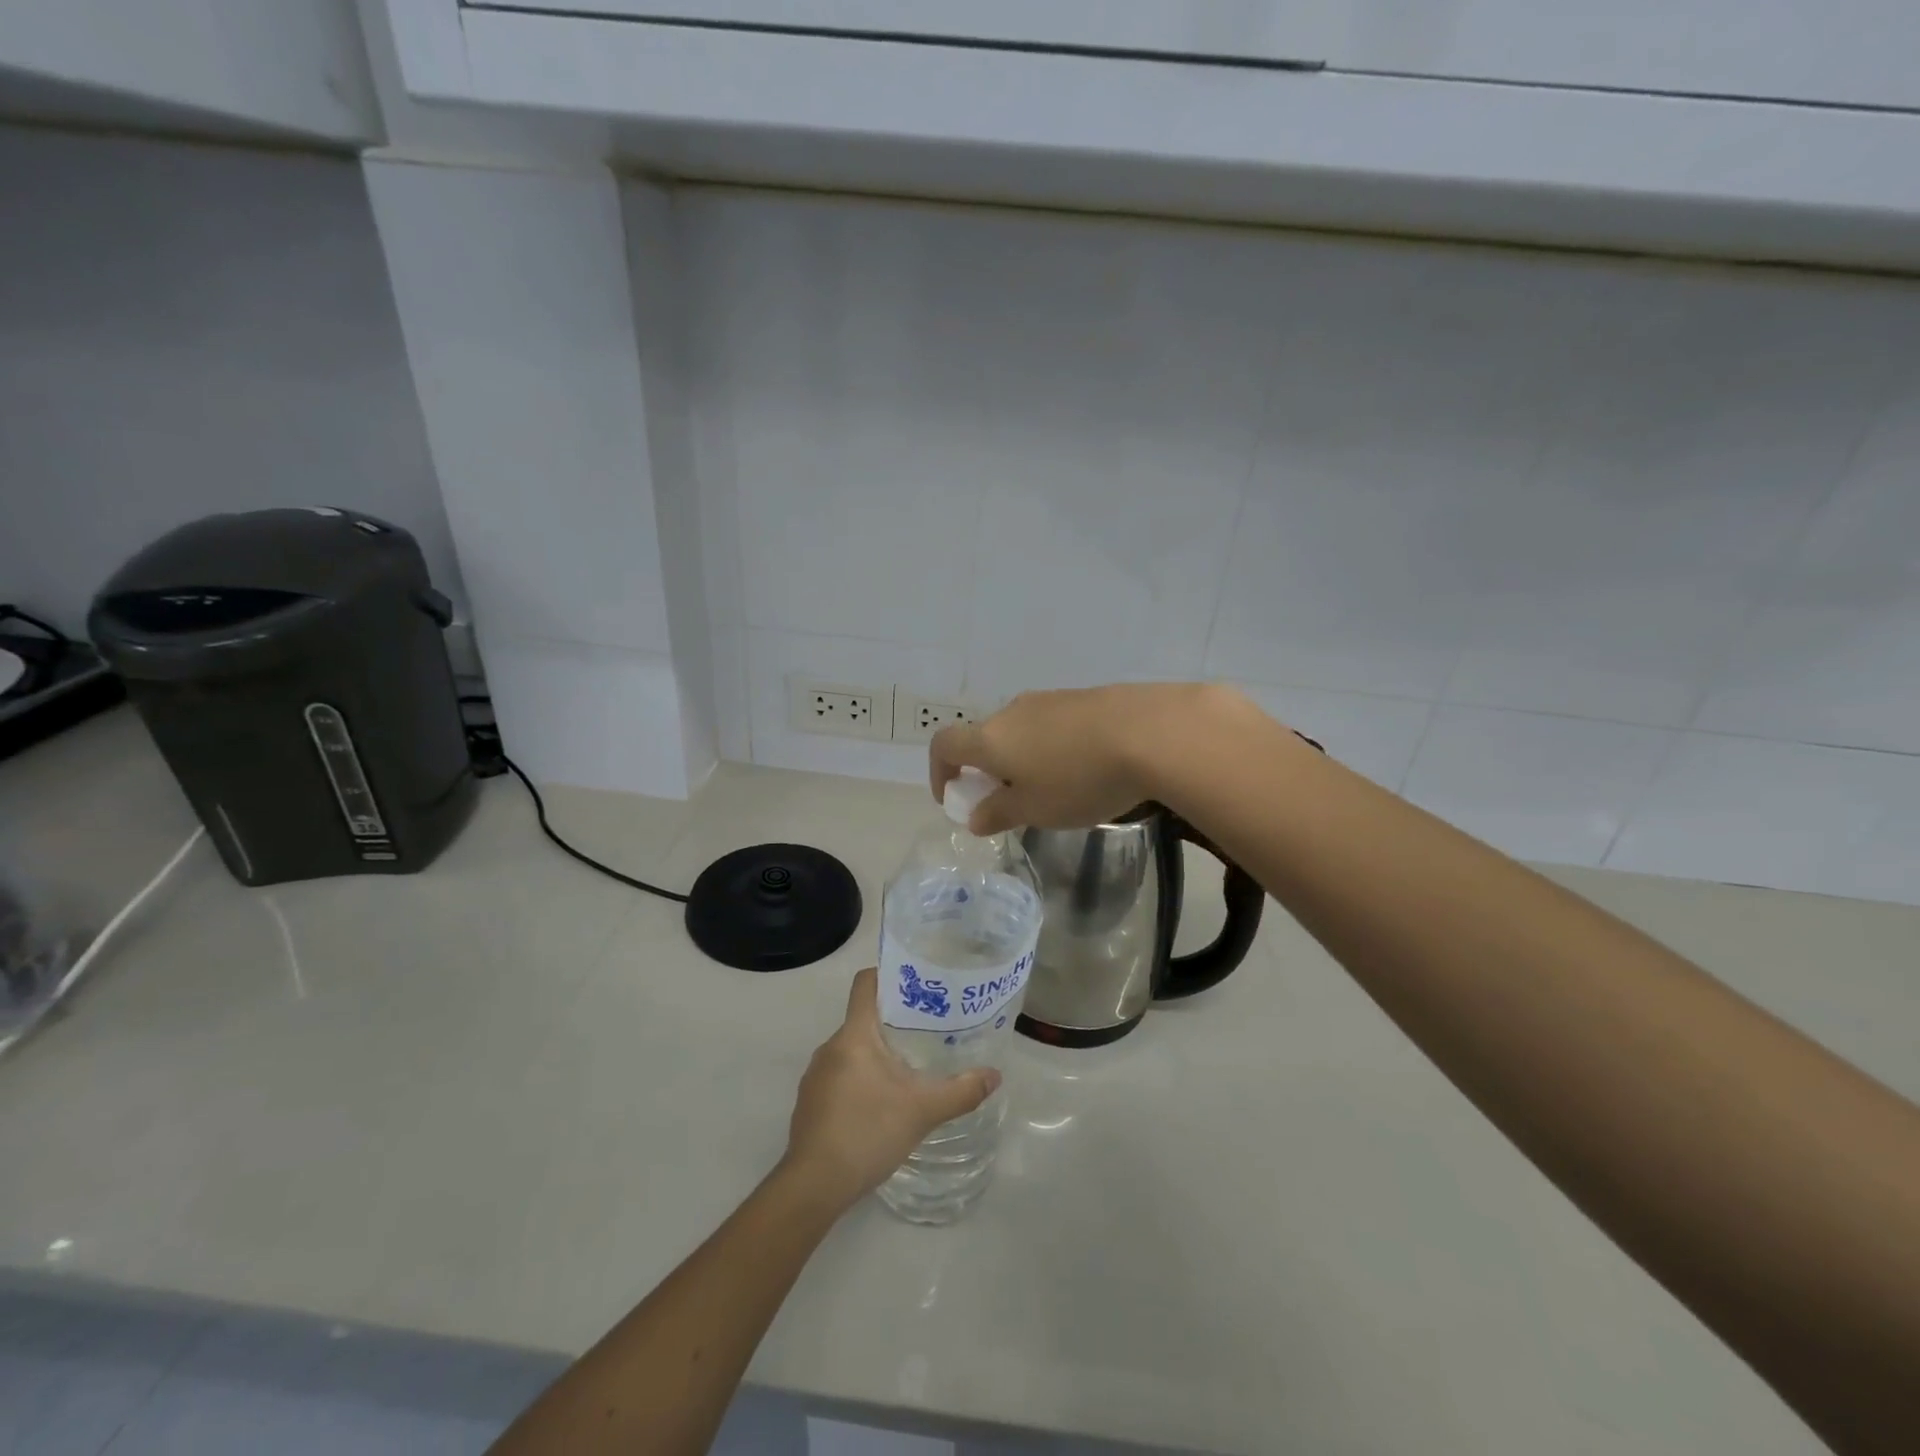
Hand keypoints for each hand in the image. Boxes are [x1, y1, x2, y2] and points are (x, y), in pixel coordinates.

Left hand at [782, 968, 1000, 1211]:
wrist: (814, 1185)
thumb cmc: (868, 1132)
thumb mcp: (923, 1110)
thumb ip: (961, 1091)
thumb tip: (995, 1075)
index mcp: (854, 1035)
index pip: (865, 983)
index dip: (888, 975)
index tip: (916, 983)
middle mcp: (830, 1047)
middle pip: (862, 1018)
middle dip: (893, 1022)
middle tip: (927, 1031)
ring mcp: (815, 1076)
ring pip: (851, 1050)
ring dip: (876, 1055)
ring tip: (909, 1069)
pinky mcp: (809, 1103)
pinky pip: (839, 1076)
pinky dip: (860, 1080)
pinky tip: (880, 1106)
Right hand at [930, 683, 1255, 833]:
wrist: (1151, 732)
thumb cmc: (1079, 779)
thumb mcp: (1036, 810)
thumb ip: (999, 813)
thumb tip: (975, 816)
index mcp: (991, 738)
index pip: (945, 745)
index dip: (940, 771)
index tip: (954, 798)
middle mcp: (1014, 711)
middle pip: (986, 738)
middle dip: (989, 770)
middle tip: (1011, 802)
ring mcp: (1051, 700)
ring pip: (1022, 730)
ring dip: (1024, 759)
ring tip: (1054, 789)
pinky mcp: (1085, 698)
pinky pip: (1054, 724)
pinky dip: (1055, 748)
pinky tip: (1085, 769)